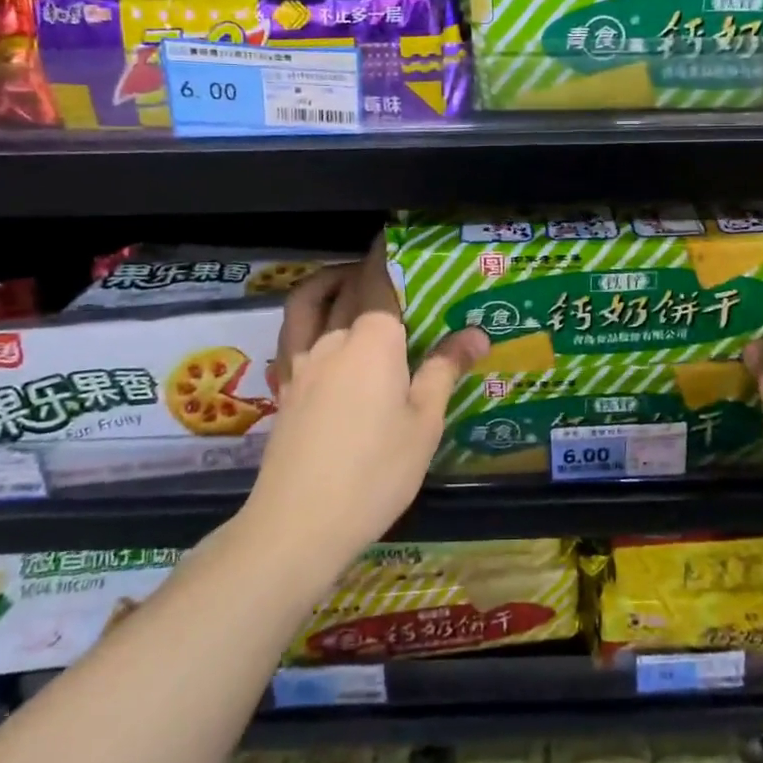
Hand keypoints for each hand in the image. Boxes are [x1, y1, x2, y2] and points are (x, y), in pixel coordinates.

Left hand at [243, 240, 486, 587]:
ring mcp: (302, 364)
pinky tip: (318, 336)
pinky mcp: (285, 389)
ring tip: (345, 284)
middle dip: (364, 269)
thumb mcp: (424, 422)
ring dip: (324, 283)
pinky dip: (304, 320)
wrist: (298, 524)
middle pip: (345, 288)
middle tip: (386, 269)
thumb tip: (477, 333)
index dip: (385, 255)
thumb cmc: (375, 471)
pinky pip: (290, 337)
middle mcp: (333, 339)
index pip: (377, 281)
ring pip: (306, 305)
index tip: (394, 238)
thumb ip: (446, 370)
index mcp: (373, 340)